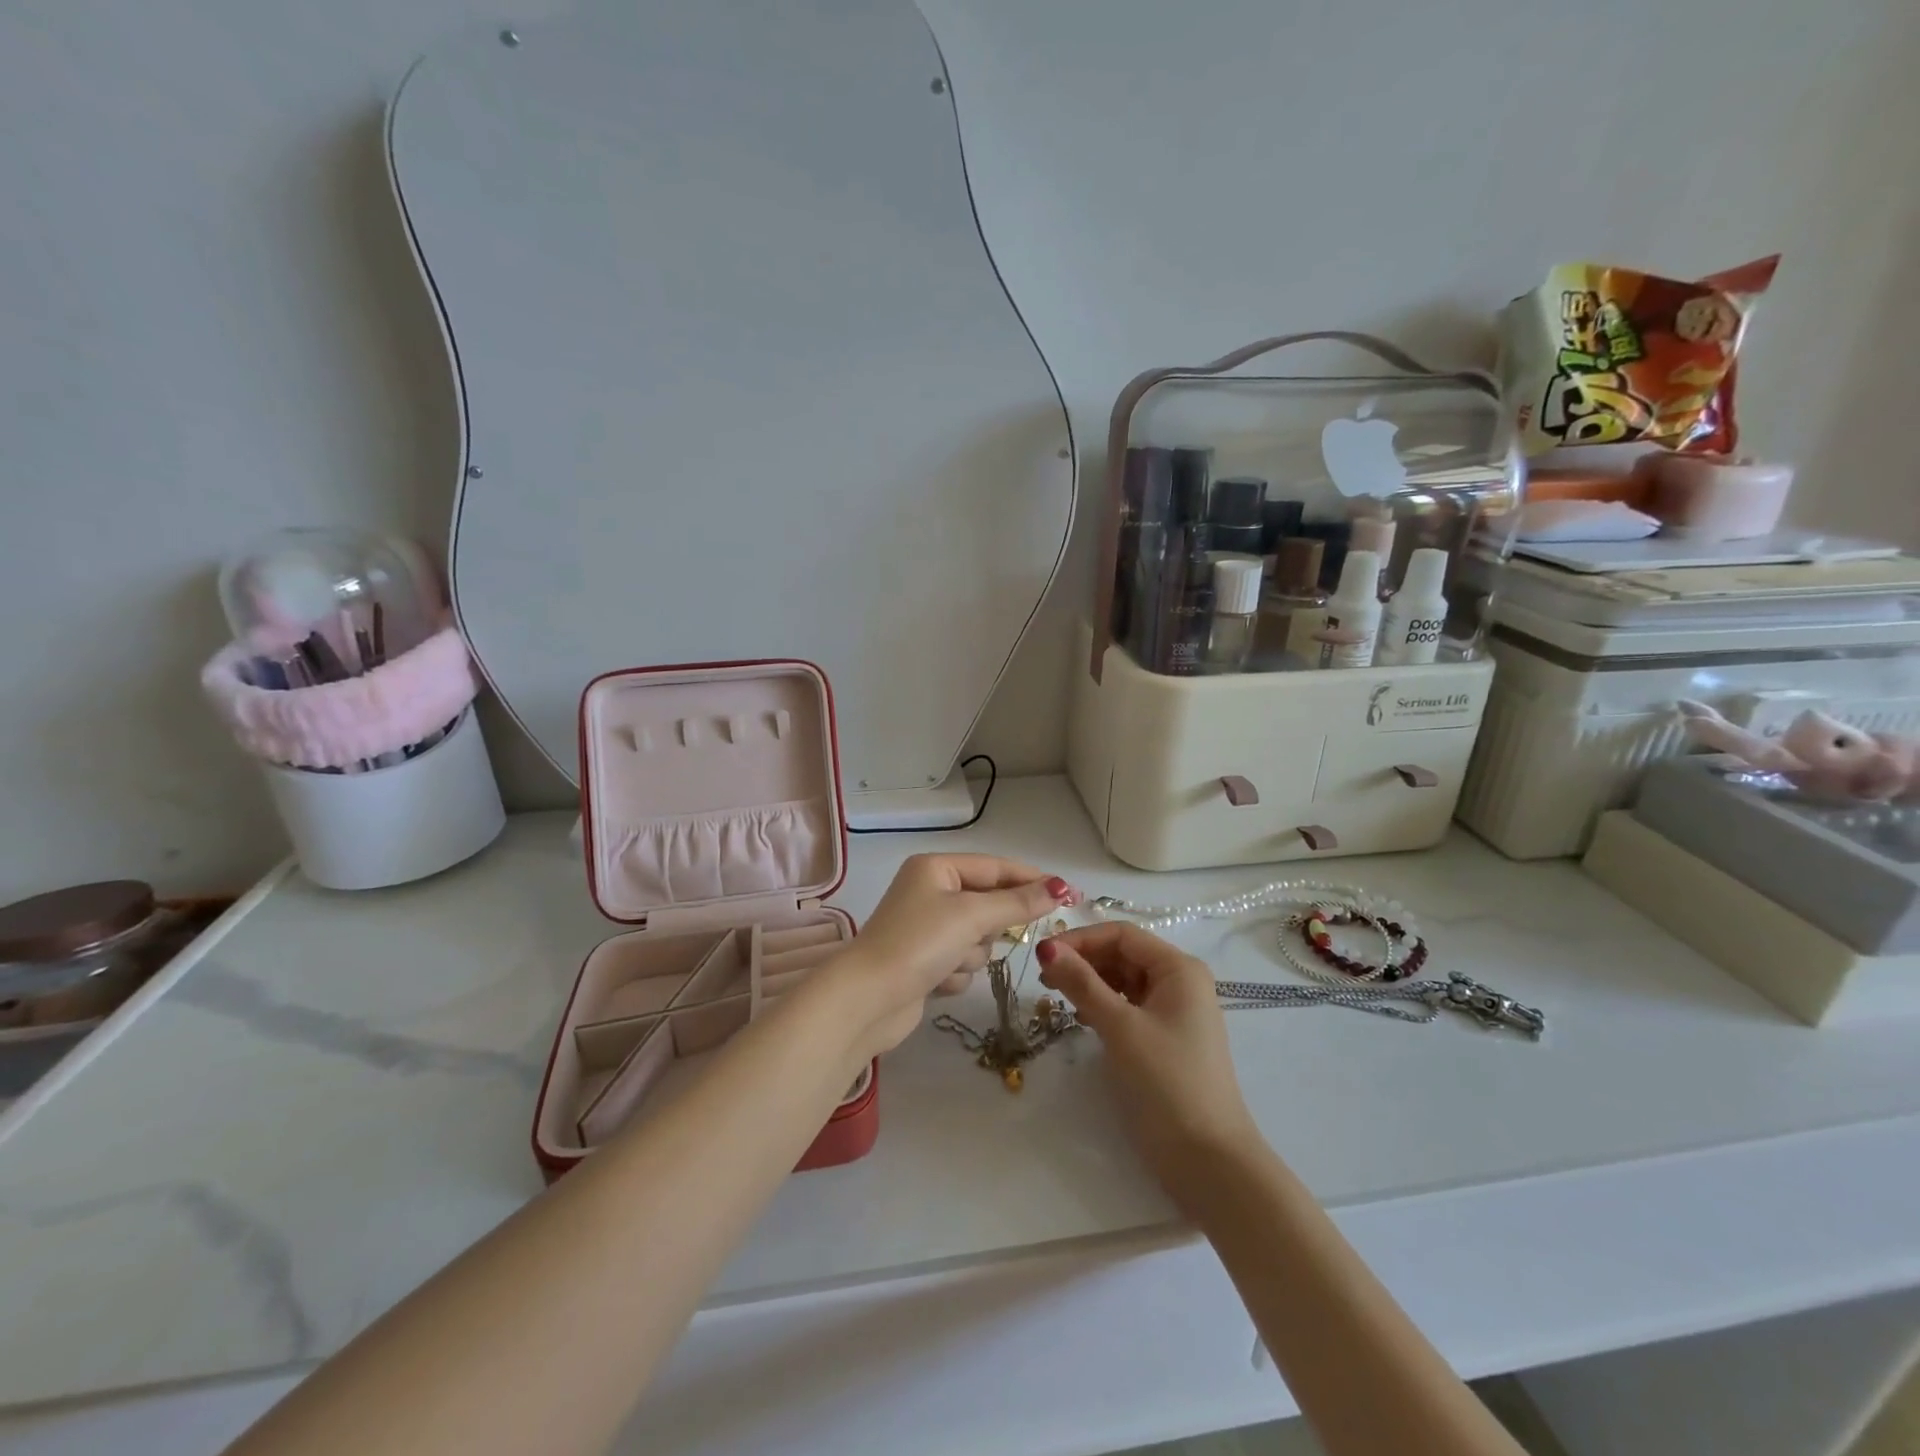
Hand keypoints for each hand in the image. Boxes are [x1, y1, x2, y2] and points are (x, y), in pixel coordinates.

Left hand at [829, 854, 1074, 1061]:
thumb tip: (1060, 887)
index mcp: (936, 868)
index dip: (1031, 880)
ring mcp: (926, 929)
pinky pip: (961, 963)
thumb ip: (1018, 903)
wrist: (868, 1000)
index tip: (1068, 894)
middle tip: (981, 936)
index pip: (995, 868)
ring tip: (947, 963)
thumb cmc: (918, 943)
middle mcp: (930, 892)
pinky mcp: (924, 963)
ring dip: (969, 955)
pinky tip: (934, 982)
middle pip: (988, 905)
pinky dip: (954, 974)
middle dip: (987, 928)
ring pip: (978, 939)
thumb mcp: (972, 916)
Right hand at [1037, 923, 1260, 1197]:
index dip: (1081, 939)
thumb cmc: (1166, 1082)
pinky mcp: (1167, 1038)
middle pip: (1124, 954)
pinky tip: (1082, 1018)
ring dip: (1091, 983)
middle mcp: (1180, 982)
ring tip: (1056, 996)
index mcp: (1179, 968)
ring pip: (1125, 980)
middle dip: (1084, 960)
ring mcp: (1176, 1011)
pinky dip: (1104, 1005)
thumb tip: (1046, 946)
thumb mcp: (1120, 1027)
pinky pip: (1130, 1006)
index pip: (1122, 935)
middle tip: (1043, 979)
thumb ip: (1081, 983)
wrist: (1208, 1160)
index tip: (1043, 955)